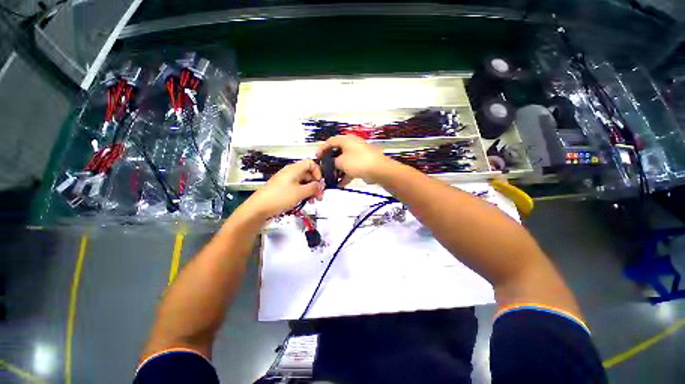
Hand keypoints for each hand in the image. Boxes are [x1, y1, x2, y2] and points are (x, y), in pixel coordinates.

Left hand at [242, 160, 323, 219]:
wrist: (259, 208)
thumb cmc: (279, 197)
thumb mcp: (300, 193)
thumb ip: (313, 187)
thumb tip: (320, 185)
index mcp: (294, 169)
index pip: (311, 163)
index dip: (318, 172)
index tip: (320, 183)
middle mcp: (291, 173)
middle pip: (308, 174)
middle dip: (316, 184)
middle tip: (319, 195)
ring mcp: (287, 181)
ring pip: (303, 182)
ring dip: (311, 190)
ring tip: (313, 201)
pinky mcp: (283, 189)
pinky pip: (297, 188)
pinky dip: (303, 193)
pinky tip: (305, 201)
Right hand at [316, 135, 390, 184]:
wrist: (379, 169)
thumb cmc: (358, 162)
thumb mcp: (341, 162)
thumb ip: (333, 162)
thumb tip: (334, 163)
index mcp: (346, 140)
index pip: (330, 141)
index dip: (322, 149)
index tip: (317, 157)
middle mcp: (352, 145)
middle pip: (337, 152)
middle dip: (330, 162)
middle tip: (325, 169)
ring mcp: (358, 154)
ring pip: (345, 161)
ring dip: (338, 170)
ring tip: (332, 179)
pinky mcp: (363, 163)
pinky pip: (351, 167)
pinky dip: (346, 174)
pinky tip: (341, 184)